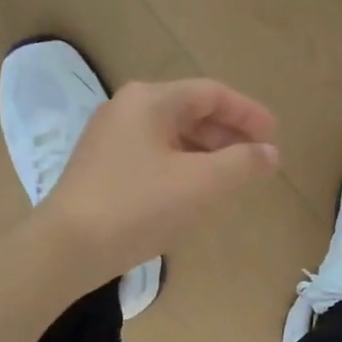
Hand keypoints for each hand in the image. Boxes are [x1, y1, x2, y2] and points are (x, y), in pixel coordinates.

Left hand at [38, 78, 280, 286]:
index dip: (248, 113)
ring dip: (206, 152)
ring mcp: (110, 138)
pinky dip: (182, 166)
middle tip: (256, 159)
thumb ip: (242, 163)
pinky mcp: (102, 167)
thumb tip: (270, 153)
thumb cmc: (138, 206)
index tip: (274, 136)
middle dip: (228, 134)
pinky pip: (153, 155)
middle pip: (190, 111)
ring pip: (171, 135)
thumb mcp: (200, 184)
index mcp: (150, 100)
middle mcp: (127, 109)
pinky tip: (193, 191)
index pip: (211, 93)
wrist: (67, 247)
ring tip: (231, 177)